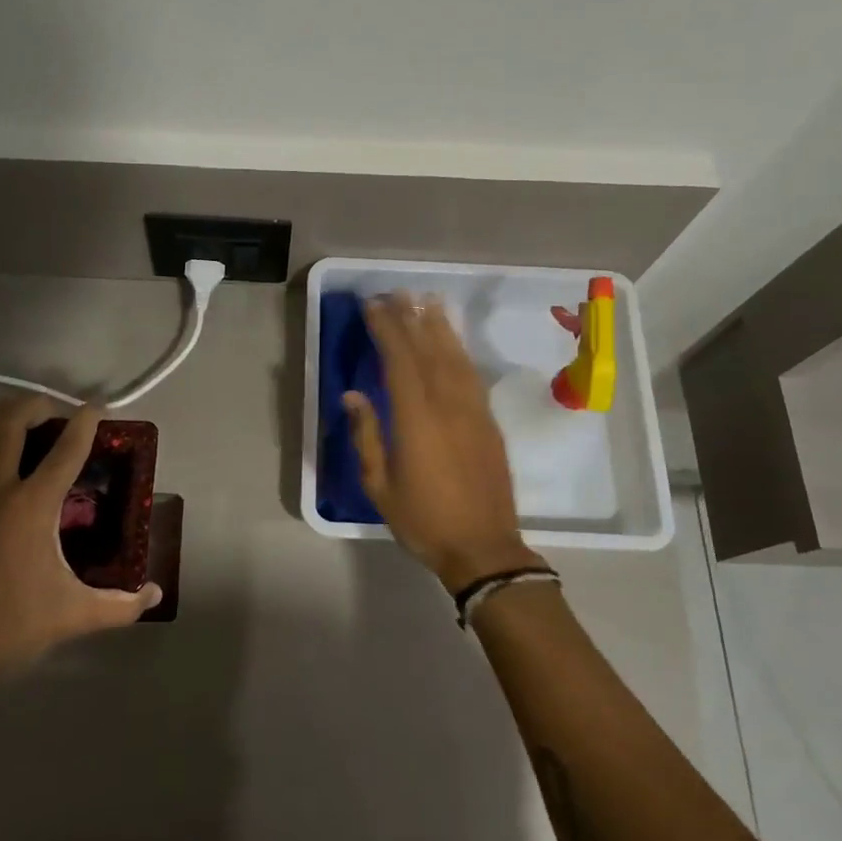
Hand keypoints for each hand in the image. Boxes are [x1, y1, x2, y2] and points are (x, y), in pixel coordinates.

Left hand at [0, 397, 160, 706]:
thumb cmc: (10, 630)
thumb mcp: (74, 615)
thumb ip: (122, 604)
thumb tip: (157, 594)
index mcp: (30, 507)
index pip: (66, 449)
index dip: (86, 422)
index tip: (98, 407)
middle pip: (10, 421)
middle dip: (36, 404)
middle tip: (57, 412)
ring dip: (3, 419)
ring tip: (23, 424)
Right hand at [344, 294, 542, 593]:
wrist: (484, 548)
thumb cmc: (424, 520)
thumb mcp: (380, 486)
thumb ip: (367, 436)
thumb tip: (352, 395)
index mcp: (416, 419)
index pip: (400, 360)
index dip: (387, 328)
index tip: (373, 305)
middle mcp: (448, 405)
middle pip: (428, 350)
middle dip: (411, 318)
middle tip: (396, 292)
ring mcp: (473, 411)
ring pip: (455, 357)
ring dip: (440, 326)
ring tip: (427, 300)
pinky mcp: (489, 422)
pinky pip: (472, 375)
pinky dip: (460, 351)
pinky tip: (452, 341)